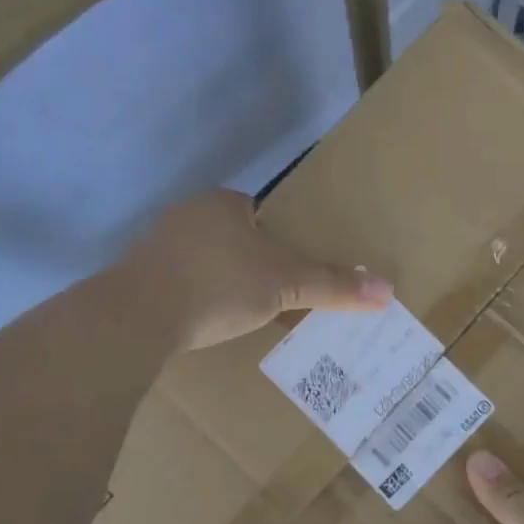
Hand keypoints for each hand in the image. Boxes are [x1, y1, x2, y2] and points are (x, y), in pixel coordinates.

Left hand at [119, 190, 391, 349]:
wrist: (136, 319)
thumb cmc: (219, 286)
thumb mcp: (286, 285)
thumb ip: (334, 285)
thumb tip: (388, 289)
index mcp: (222, 203)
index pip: (259, 213)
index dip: (278, 239)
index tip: (289, 269)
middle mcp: (186, 214)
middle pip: (232, 236)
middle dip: (250, 262)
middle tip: (273, 294)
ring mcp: (155, 245)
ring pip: (203, 259)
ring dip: (220, 280)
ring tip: (241, 311)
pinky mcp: (135, 277)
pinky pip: (178, 282)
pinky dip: (194, 297)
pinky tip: (203, 321)